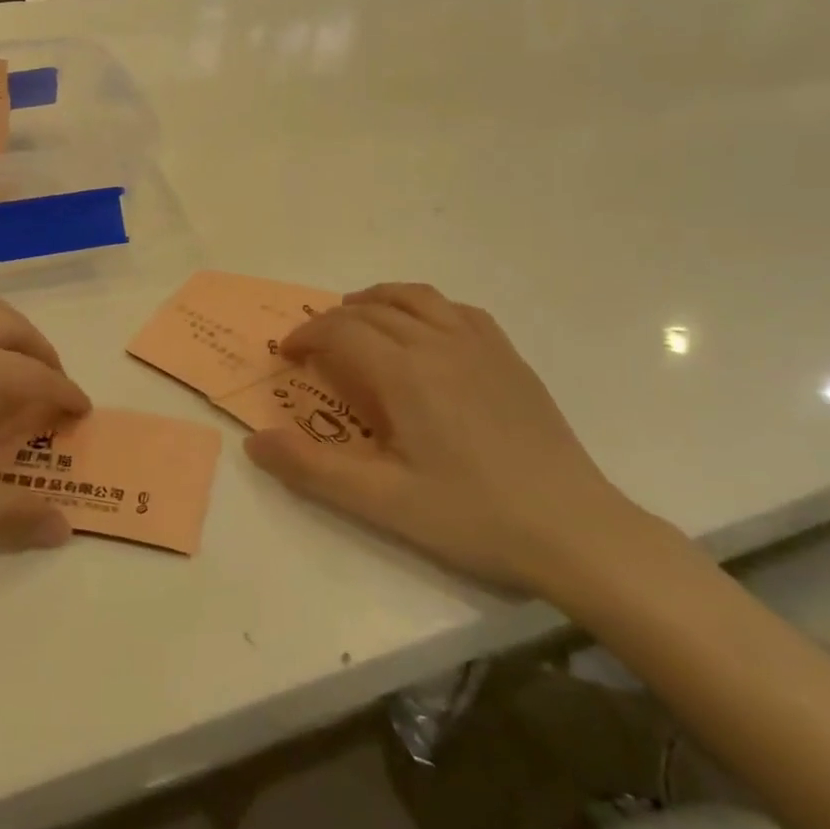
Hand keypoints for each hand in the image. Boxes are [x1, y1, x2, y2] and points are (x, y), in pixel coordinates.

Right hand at [245, 283, 646, 595]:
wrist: (575, 531)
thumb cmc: (472, 517)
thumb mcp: (382, 502)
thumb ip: (312, 469)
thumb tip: (254, 442)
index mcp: (406, 373)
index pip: (342, 331)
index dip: (306, 335)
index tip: (287, 355)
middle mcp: (440, 343)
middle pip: (373, 310)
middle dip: (332, 320)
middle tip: (312, 345)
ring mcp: (482, 346)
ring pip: (417, 298)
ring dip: (377, 300)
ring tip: (357, 318)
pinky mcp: (510, 358)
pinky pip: (458, 310)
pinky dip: (425, 307)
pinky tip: (423, 330)